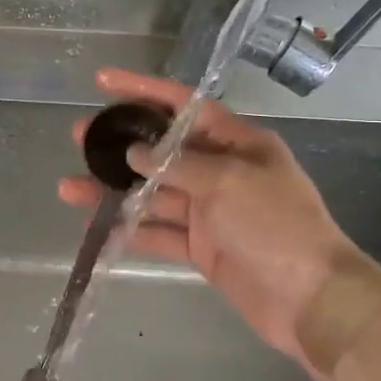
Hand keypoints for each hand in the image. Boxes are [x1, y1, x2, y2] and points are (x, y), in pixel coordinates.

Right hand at [59, 67, 353, 367]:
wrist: (311, 300)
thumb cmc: (276, 226)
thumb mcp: (228, 182)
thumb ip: (177, 165)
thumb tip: (134, 153)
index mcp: (238, 143)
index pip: (184, 106)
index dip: (143, 90)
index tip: (103, 81)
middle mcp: (222, 171)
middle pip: (162, 151)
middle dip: (120, 143)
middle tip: (79, 137)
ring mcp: (210, 211)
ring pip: (153, 194)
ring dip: (114, 191)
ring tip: (69, 187)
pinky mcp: (202, 247)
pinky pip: (158, 232)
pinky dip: (130, 230)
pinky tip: (96, 227)